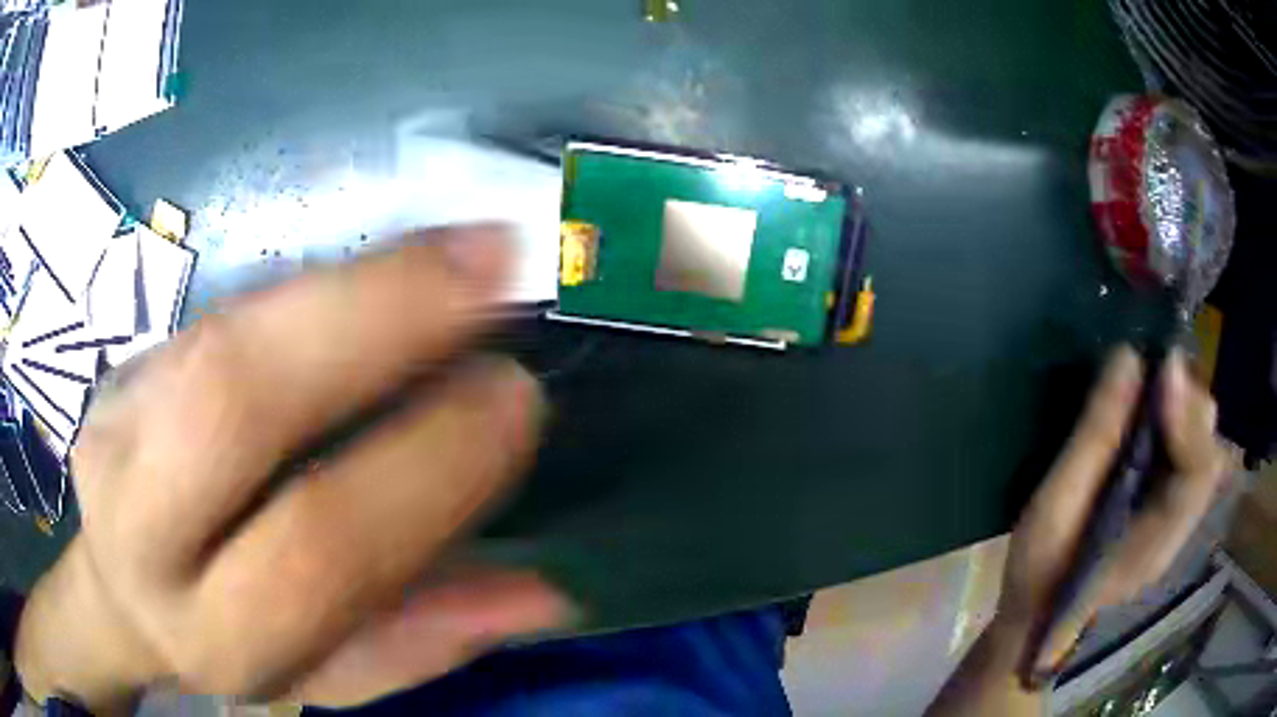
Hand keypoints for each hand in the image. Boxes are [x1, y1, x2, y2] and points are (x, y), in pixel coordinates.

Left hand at [15, 226, 571, 711]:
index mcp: (209, 631)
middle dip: (372, 318)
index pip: (315, 548)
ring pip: (226, 330)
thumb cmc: (227, 643)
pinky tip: (391, 266)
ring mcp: (118, 423)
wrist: (119, 584)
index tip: (516, 397)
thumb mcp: (320, 677)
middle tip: (494, 267)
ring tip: (463, 248)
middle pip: (234, 399)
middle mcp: (140, 523)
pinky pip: (229, 308)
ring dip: (353, 279)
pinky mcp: (127, 364)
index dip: (422, 468)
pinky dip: (320, 281)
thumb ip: (415, 642)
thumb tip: (547, 597)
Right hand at [997, 346, 1229, 678]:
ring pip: (1203, 447)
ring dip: (1184, 406)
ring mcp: (1176, 520)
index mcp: (1154, 544)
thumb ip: (1096, 436)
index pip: (1197, 473)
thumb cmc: (1040, 571)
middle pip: (1208, 453)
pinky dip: (1176, 420)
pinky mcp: (1168, 507)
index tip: (1163, 366)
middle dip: (1188, 402)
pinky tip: (1150, 413)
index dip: (1187, 414)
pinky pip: (1188, 451)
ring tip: (1149, 386)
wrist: (1039, 616)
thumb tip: (1127, 357)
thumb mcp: (1055, 508)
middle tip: (1153, 370)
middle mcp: (1178, 529)